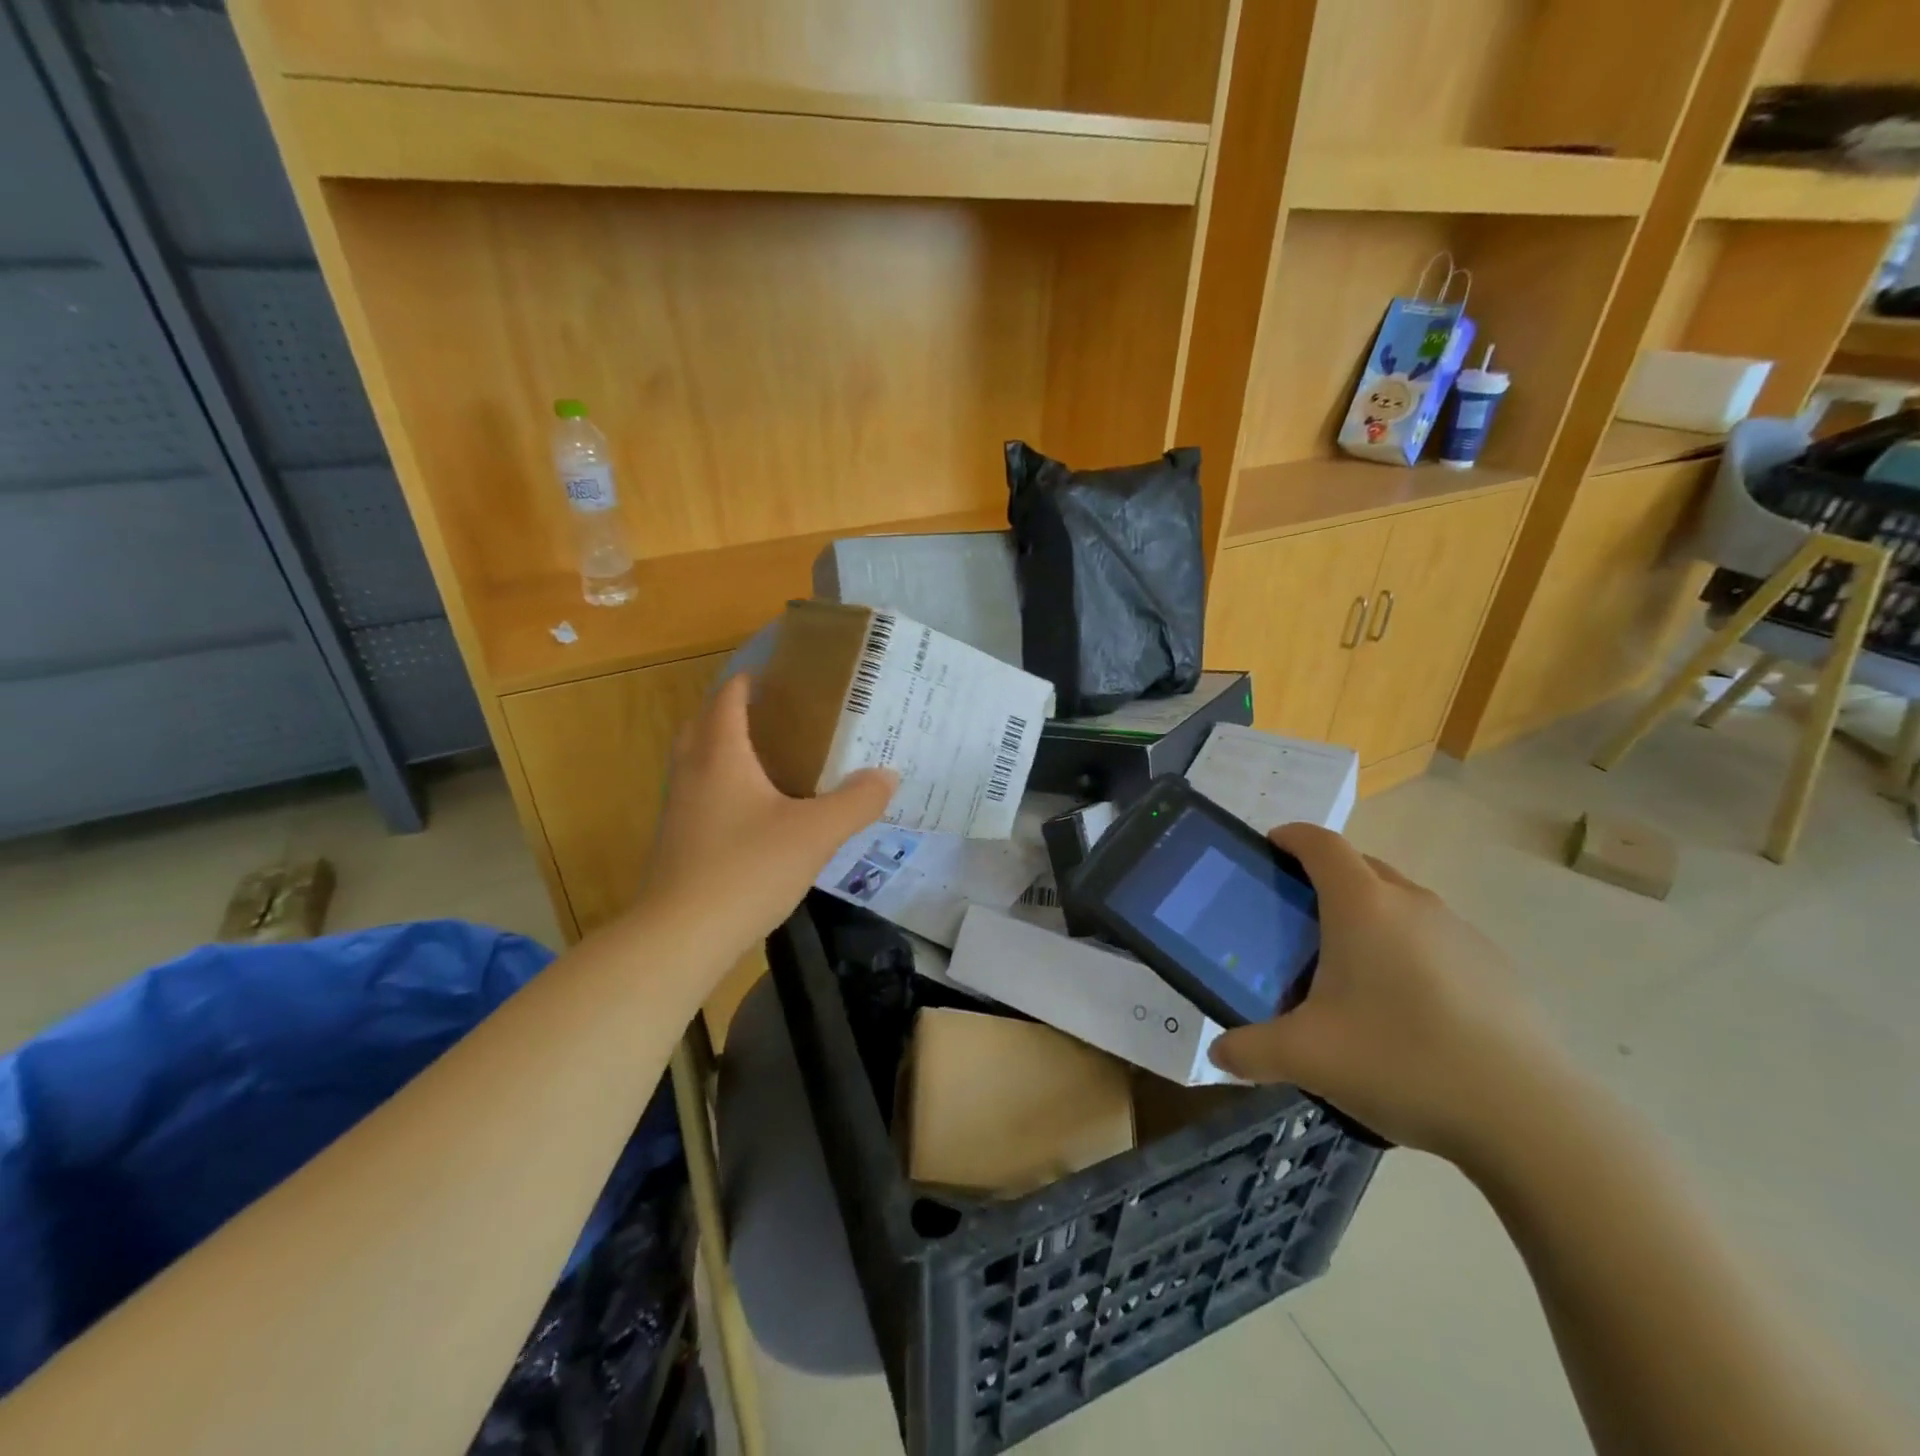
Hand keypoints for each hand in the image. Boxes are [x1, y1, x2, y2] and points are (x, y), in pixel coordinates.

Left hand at [635, 673, 896, 947]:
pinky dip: (720, 785)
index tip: (775, 673)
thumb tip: (888, 775)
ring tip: (765, 757)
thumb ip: (856, 801)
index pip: (727, 699)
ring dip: (721, 748)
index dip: (748, 681)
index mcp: (720, 756)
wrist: (680, 936)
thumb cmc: (747, 869)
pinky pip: (698, 794)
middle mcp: (691, 773)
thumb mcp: (815, 833)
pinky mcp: (676, 842)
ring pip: (695, 761)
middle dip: (730, 710)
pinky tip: (752, 812)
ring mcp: (678, 810)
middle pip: (702, 724)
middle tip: (772, 713)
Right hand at [1209, 823, 1571, 1164]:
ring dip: (1370, 916)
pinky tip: (1407, 1009)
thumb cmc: (1401, 1060)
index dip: (1291, 836)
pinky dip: (1409, 950)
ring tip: (1351, 969)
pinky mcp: (1496, 967)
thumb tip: (1217, 1054)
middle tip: (1298, 919)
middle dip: (1325, 878)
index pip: (1320, 843)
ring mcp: (1460, 932)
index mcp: (1362, 905)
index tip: (1269, 848)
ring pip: (1401, 903)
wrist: (1530, 1117)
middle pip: (1361, 866)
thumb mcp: (1306, 1058)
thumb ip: (1249, 1050)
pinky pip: (1435, 938)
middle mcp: (1412, 903)